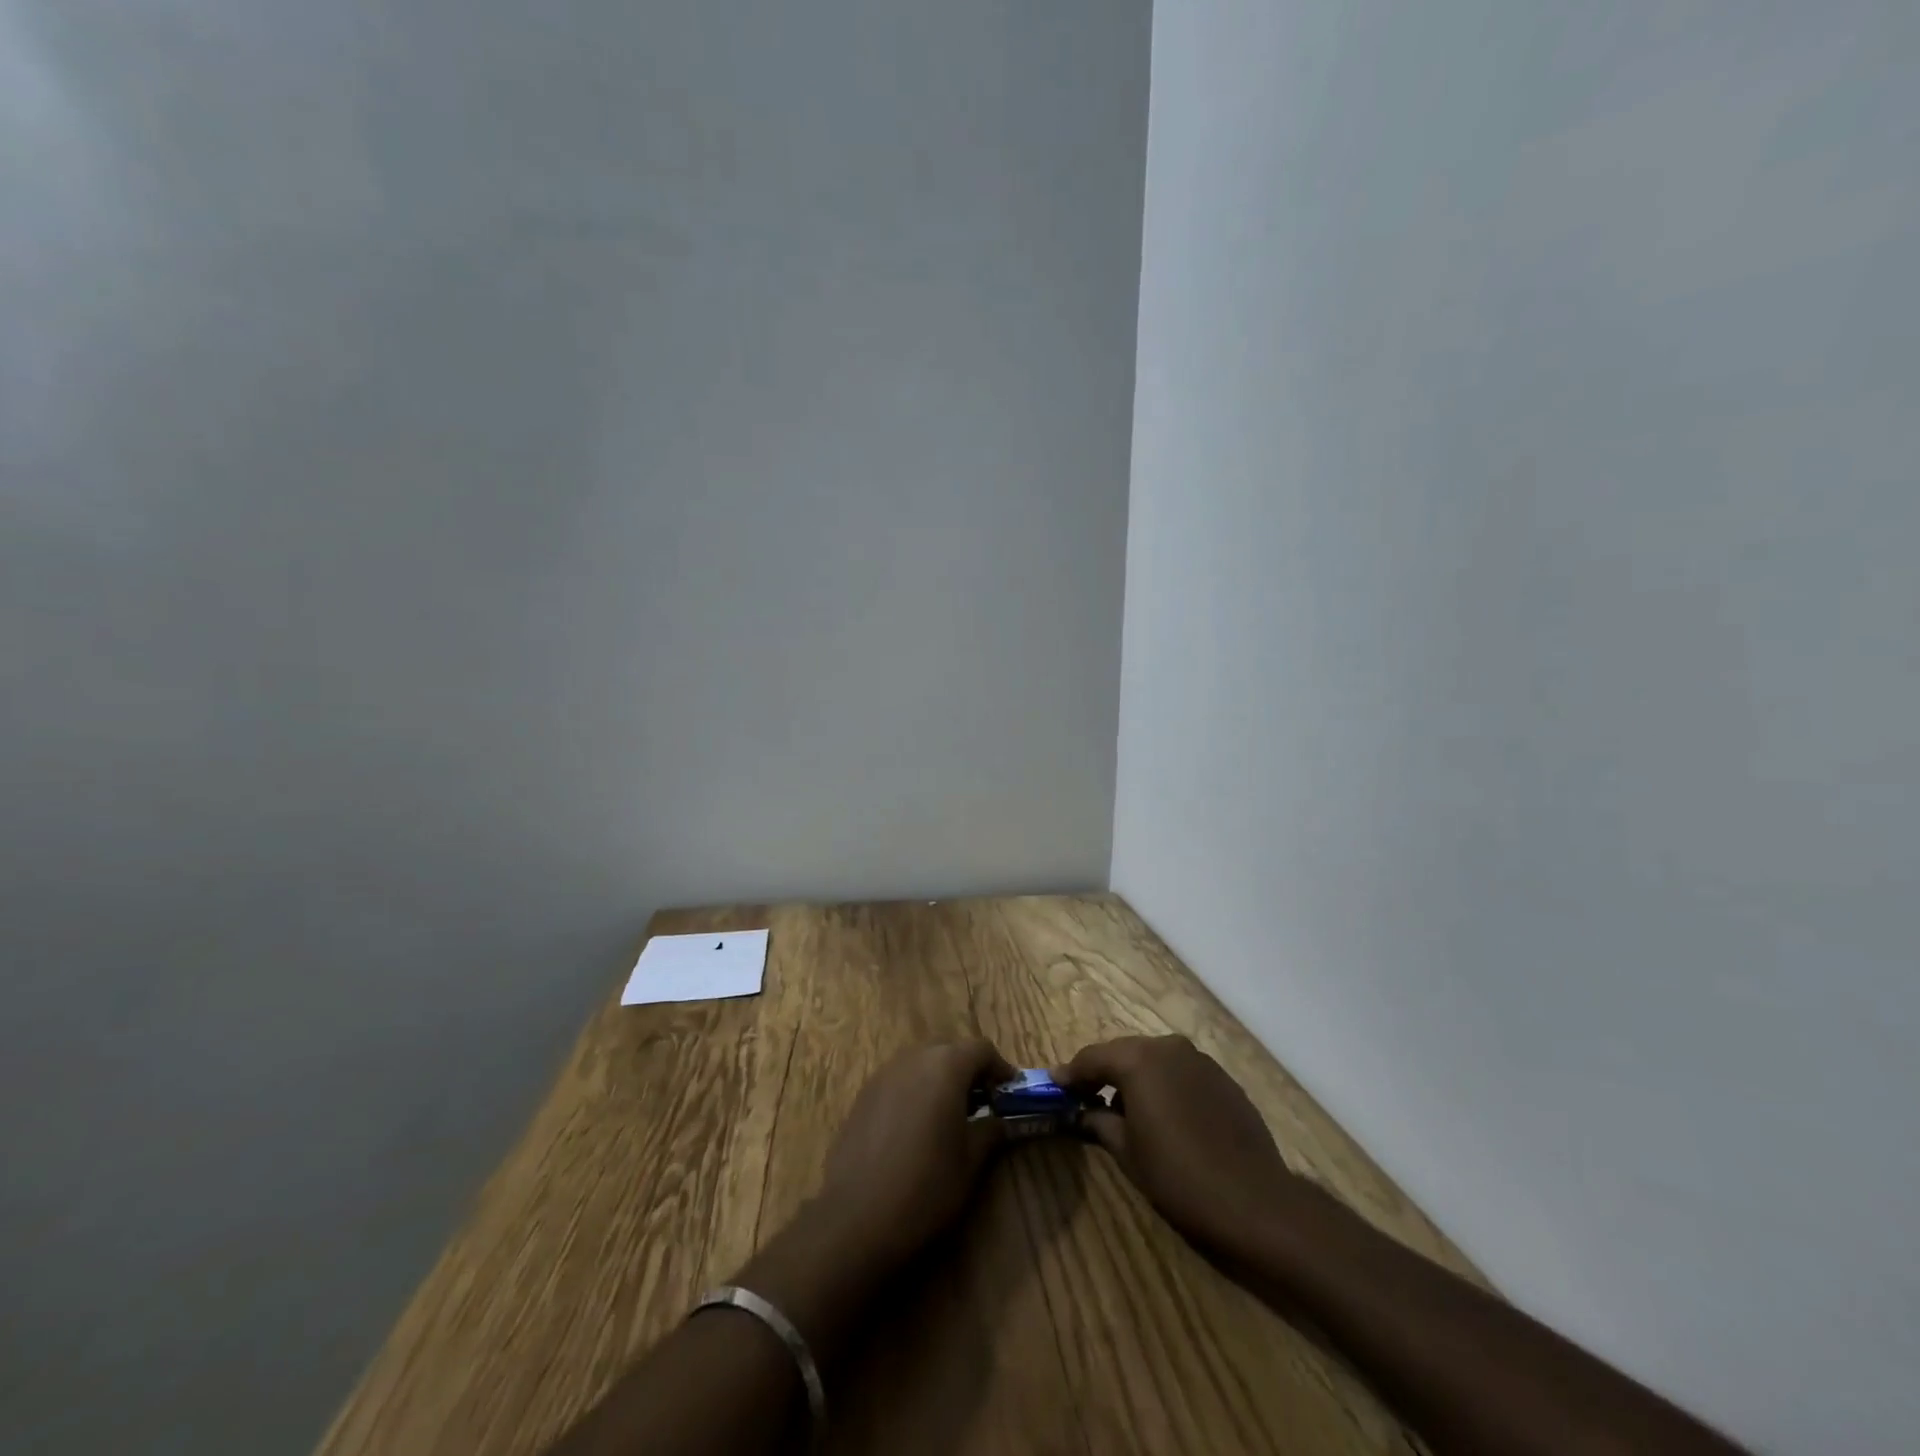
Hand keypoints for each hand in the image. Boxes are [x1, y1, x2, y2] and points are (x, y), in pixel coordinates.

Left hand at [816, 1040, 1014, 1267]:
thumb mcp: (970, 1162)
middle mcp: (914, 1058)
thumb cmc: (926, 1185)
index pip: (981, 1049)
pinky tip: (916, 1129)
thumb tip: (1001, 1121)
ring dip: (940, 1080)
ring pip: (922, 1064)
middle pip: (950, 1051)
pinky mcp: (863, 1095)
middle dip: (969, 1072)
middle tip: (984, 1104)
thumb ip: (990, 1131)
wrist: (856, 1216)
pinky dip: (915, 1093)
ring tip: (950, 1117)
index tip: (1010, 1094)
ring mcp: (884, 1074)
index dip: (1000, 1068)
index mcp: (945, 1066)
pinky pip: (899, 1081)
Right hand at [1056, 1034, 1303, 1260]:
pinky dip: (1164, 1086)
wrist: (1255, 1201)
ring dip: (1135, 1078)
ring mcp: (1199, 1060)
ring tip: (1123, 1109)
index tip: (1054, 1086)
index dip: (1070, 1074)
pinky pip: (1180, 1073)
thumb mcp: (1128, 1152)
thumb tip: (1082, 1112)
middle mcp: (1168, 1047)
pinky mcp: (1222, 1078)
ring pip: (1154, 1061)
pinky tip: (1163, 1115)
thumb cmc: (1179, 1177)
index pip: (1092, 1058)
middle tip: (1084, 1096)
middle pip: (1124, 1053)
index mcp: (1138, 1060)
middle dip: (1103, 1073)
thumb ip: (1099, 1122)